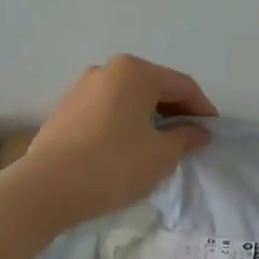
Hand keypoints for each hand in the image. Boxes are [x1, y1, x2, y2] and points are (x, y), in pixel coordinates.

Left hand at [20, 55, 216, 228]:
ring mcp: (81, 88)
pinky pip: (107, 111)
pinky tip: (128, 149)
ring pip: (129, 99)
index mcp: (135, 72)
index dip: (203, 109)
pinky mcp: (65, 110)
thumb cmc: (113, 165)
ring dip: (150, 119)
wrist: (45, 189)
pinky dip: (125, 124)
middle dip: (176, 112)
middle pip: (154, 87)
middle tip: (190, 140)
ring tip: (160, 147)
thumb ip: (186, 138)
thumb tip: (199, 132)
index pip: (182, 86)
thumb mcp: (161, 155)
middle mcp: (107, 70)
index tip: (213, 133)